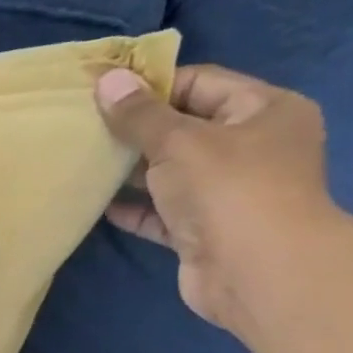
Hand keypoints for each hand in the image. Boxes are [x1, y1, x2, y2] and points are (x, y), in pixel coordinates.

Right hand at [94, 63, 349, 334]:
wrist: (257, 272)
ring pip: (172, 172)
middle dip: (139, 130)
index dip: (152, 86)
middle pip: (186, 128)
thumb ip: (140, 115)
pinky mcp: (204, 230)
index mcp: (264, 110)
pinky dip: (135, 208)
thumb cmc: (228, 190)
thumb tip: (107, 80)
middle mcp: (252, 147)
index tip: (103, 95)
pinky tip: (100, 204)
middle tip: (87, 129)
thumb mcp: (179, 141)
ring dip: (133, 171)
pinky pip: (163, 212)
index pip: (201, 83)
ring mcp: (229, 192)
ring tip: (87, 163)